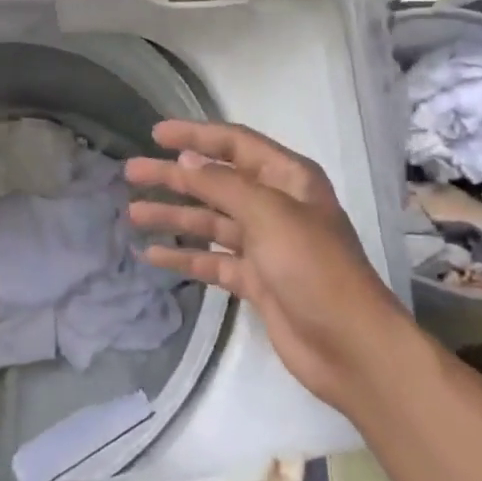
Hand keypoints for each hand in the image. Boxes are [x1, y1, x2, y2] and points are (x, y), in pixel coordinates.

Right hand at [124, 121, 412, 413]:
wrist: (349, 346)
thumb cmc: (313, 267)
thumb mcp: (269, 214)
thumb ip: (223, 184)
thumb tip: (187, 158)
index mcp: (288, 178)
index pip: (235, 143)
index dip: (196, 135)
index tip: (156, 134)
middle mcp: (276, 205)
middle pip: (216, 182)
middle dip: (175, 177)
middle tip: (132, 173)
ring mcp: (265, 245)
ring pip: (210, 222)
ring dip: (174, 217)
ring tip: (133, 213)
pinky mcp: (256, 280)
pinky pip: (212, 261)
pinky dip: (185, 257)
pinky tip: (152, 256)